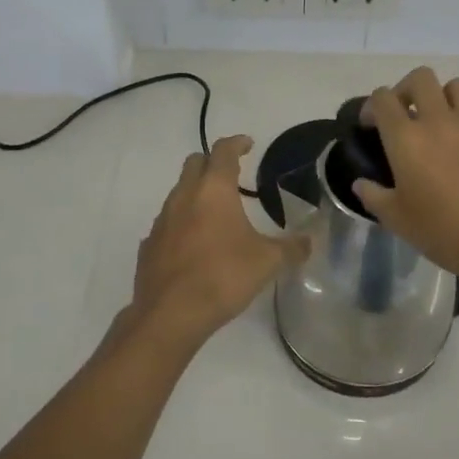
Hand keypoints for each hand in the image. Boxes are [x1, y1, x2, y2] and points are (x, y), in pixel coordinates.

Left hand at [127, 135, 305, 352]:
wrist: (170, 314)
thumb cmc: (223, 276)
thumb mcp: (267, 262)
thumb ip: (290, 248)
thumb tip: (309, 242)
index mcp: (213, 190)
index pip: (223, 152)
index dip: (236, 143)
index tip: (247, 144)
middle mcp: (183, 196)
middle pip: (194, 164)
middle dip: (212, 163)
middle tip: (231, 175)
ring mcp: (162, 220)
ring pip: (178, 193)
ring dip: (195, 194)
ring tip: (216, 214)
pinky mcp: (149, 245)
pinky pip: (167, 224)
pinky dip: (181, 225)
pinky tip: (193, 246)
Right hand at [352, 67, 458, 286]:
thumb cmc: (443, 231)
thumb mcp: (397, 220)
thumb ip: (374, 195)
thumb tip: (361, 183)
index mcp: (407, 137)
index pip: (383, 98)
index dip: (372, 106)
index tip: (371, 125)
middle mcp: (439, 120)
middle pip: (420, 78)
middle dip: (406, 90)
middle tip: (404, 114)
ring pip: (455, 86)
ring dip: (442, 97)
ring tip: (439, 123)